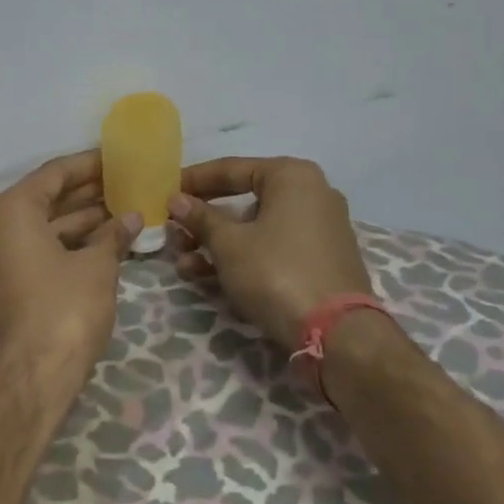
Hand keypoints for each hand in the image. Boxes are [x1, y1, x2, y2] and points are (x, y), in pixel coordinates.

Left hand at [0, 150, 141, 395]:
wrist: (27, 382)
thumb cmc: (62, 311)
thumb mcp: (96, 268)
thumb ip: (113, 236)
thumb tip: (131, 217)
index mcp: (12, 210)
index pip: (54, 173)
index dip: (89, 164)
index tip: (117, 157)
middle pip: (47, 199)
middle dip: (88, 193)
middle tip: (126, 183)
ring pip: (46, 228)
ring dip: (83, 222)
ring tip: (124, 212)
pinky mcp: (6, 287)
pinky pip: (40, 252)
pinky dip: (70, 246)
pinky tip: (105, 245)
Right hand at [167, 156, 375, 350]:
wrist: (338, 335)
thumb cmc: (276, 272)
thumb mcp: (228, 244)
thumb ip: (200, 218)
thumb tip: (176, 200)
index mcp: (292, 176)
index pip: (231, 169)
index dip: (194, 180)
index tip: (165, 191)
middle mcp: (311, 194)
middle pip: (242, 200)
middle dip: (203, 220)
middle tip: (173, 231)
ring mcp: (319, 229)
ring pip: (255, 228)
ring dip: (215, 244)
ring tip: (183, 263)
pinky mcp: (320, 261)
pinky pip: (272, 249)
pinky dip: (242, 258)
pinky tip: (207, 277)